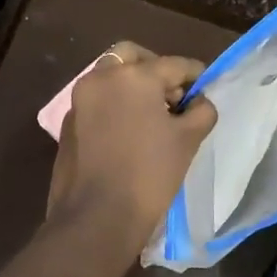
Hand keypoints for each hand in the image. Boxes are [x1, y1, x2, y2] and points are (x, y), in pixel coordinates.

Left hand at [48, 42, 217, 252]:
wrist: (96, 219)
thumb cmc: (149, 175)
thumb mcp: (188, 141)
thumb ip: (201, 111)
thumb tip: (199, 101)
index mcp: (134, 76)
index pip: (175, 65)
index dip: (196, 75)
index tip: (207, 87)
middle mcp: (102, 78)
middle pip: (133, 57)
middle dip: (157, 70)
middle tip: (175, 96)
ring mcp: (80, 100)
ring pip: (111, 77)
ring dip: (134, 86)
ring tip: (156, 116)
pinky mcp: (69, 123)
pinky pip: (98, 101)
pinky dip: (116, 105)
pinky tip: (132, 132)